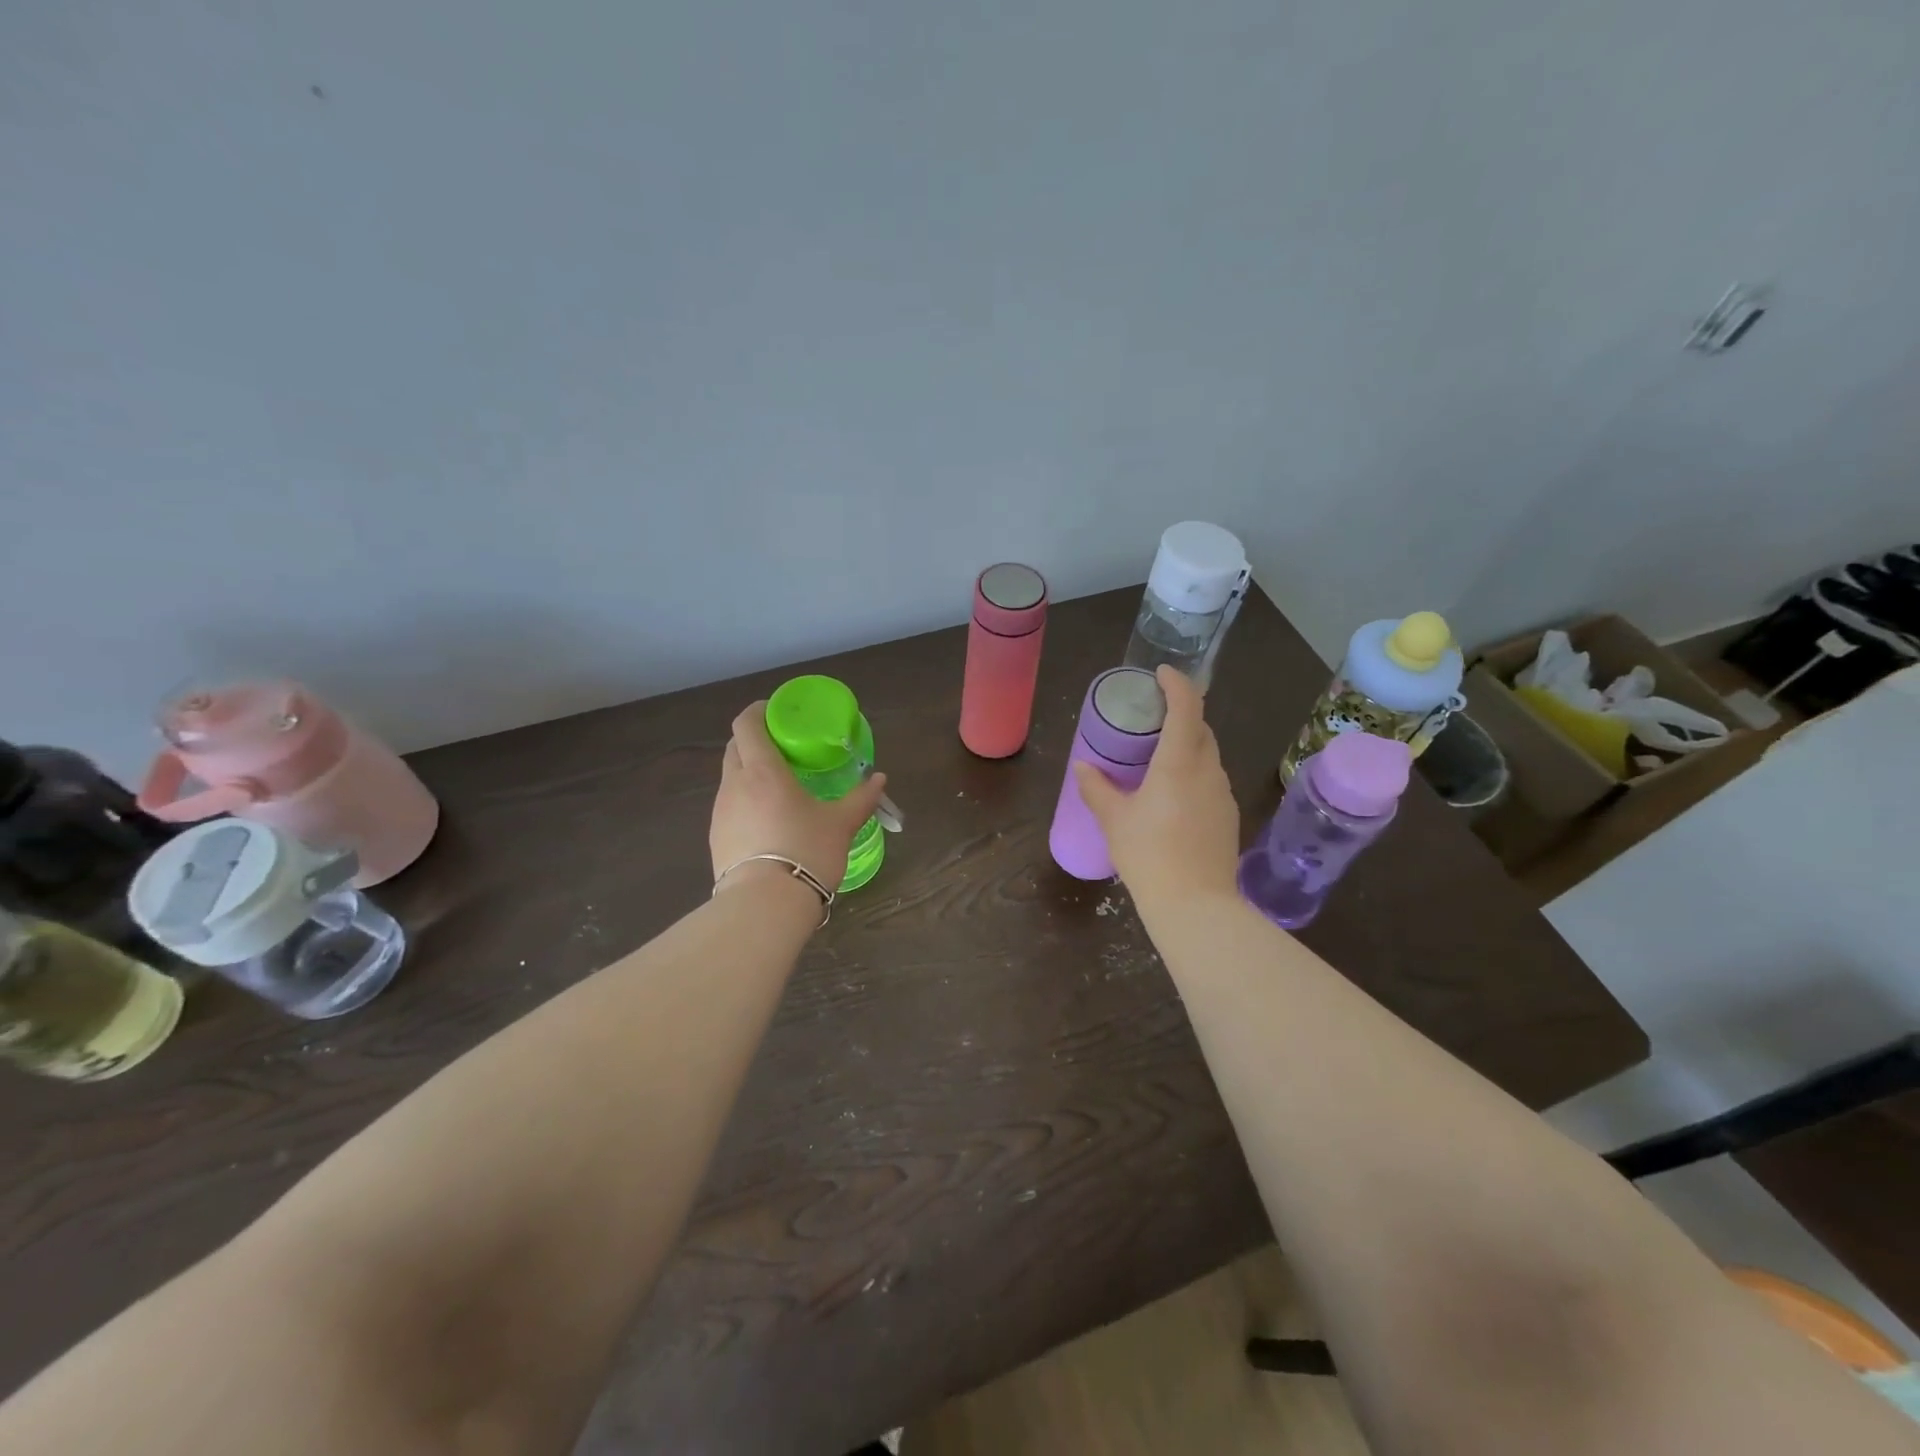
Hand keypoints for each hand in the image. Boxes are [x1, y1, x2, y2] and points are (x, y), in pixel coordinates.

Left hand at [710, 701, 887, 893]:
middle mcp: (735, 784)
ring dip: (749, 772)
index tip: (777, 711)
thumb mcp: (840, 824)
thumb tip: (879, 779)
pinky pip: (729, 806)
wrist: (764, 906)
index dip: (758, 711)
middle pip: (736, 747)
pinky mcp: (715, 838)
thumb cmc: (806, 852)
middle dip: (755, 740)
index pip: (747, 724)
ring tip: (777, 786)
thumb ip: (860, 798)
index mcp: (763, 771)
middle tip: (783, 748)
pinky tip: (767, 820)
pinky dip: (745, 801)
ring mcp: (720, 812)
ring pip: (731, 778)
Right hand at [1073, 666, 1239, 906]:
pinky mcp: (1228, 816)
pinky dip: (1194, 773)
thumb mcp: (1114, 820)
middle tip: (1152, 719)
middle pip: (1201, 728)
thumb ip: (1097, 788)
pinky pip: (1211, 780)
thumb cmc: (1149, 855)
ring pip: (1208, 756)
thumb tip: (1083, 767)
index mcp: (1179, 762)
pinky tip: (1173, 796)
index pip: (1187, 706)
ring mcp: (1223, 794)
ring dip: (1188, 746)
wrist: (1195, 906)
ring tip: (1158, 758)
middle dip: (1181, 715)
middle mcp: (1208, 770)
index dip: (1177, 683)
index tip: (1160, 674)